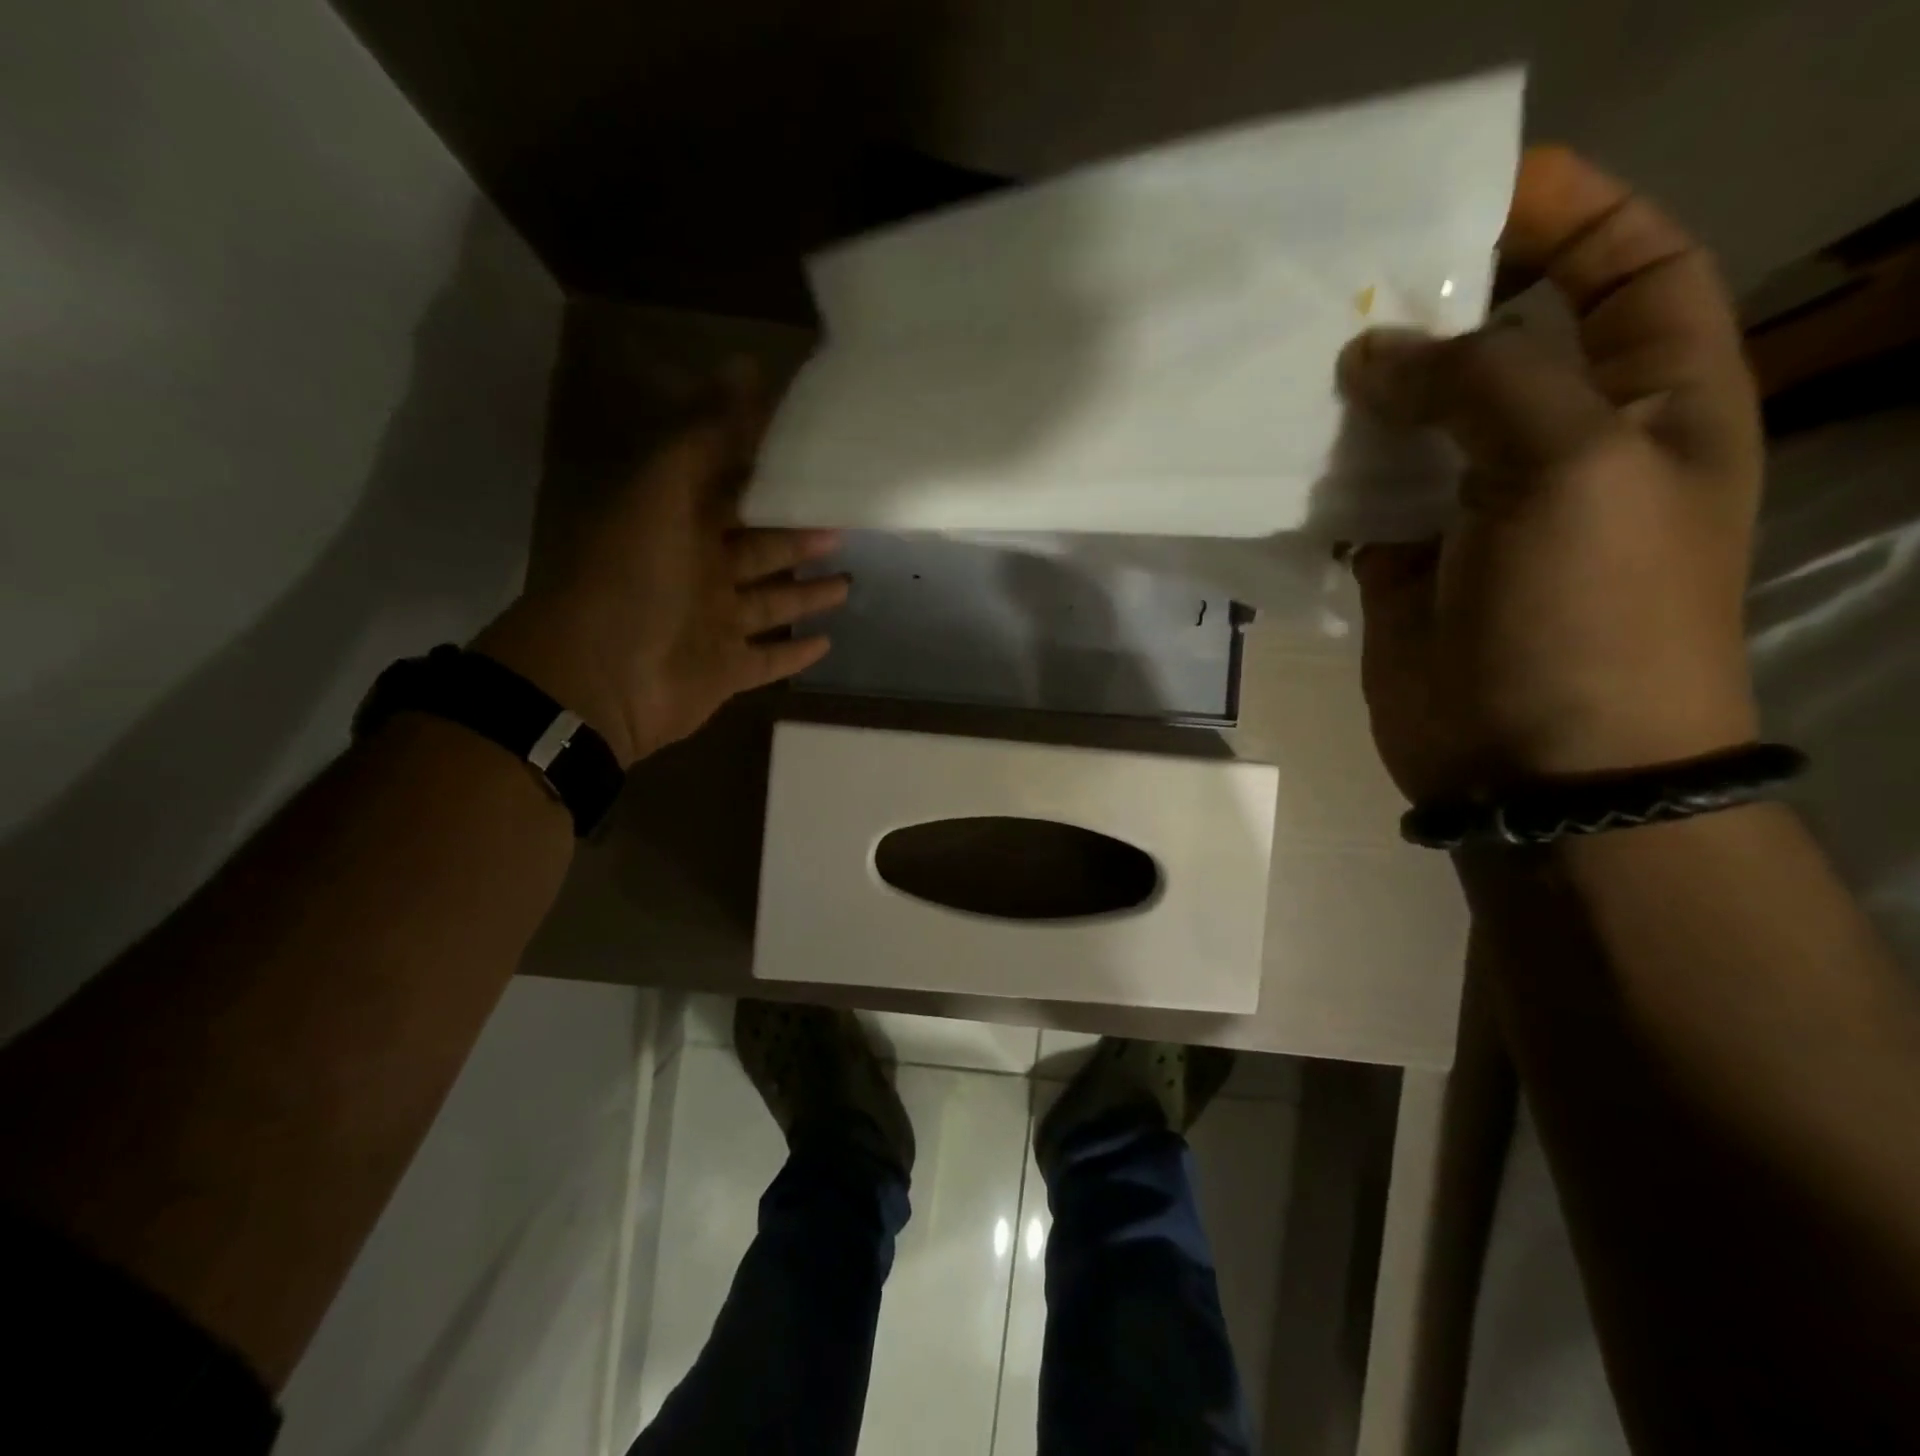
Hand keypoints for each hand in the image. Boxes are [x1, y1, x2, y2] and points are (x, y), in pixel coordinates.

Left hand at [476, 372, 847, 766]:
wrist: (598, 680)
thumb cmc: (632, 578)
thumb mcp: (663, 492)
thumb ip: (706, 434)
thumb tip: (747, 365)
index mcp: (677, 525)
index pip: (730, 492)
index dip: (767, 475)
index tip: (814, 459)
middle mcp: (696, 573)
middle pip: (758, 550)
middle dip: (797, 537)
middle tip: (845, 523)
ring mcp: (711, 626)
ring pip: (769, 605)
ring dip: (805, 595)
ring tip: (848, 580)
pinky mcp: (724, 672)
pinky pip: (766, 661)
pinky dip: (795, 654)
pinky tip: (828, 643)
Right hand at [1340, 146, 1763, 801]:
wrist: (1537, 763)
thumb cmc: (1590, 612)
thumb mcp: (1570, 466)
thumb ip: (1479, 383)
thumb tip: (1375, 353)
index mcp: (1652, 398)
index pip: (1629, 266)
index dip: (1568, 214)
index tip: (1471, 193)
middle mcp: (1562, 442)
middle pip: (1499, 343)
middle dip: (1433, 306)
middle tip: (1346, 282)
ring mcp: (1473, 508)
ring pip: (1413, 424)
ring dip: (1362, 395)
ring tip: (1294, 359)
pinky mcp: (1403, 563)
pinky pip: (1359, 499)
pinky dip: (1324, 475)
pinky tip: (1282, 451)